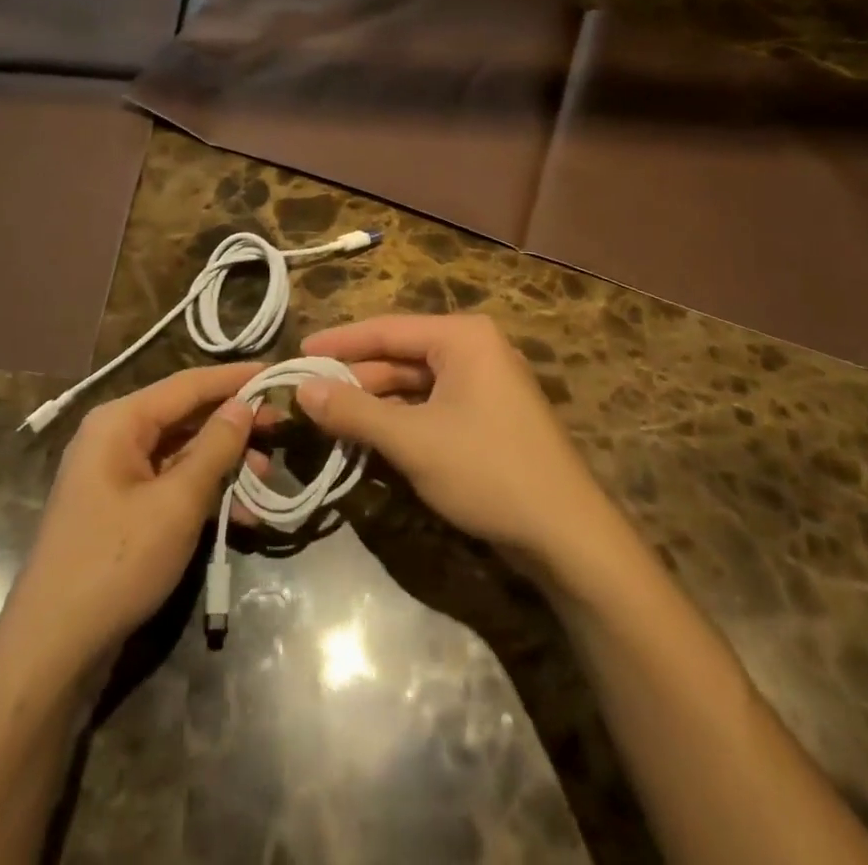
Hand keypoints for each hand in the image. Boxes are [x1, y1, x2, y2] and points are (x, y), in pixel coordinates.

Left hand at [4, 362, 265, 669]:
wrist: (53, 646)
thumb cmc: (117, 561)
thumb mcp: (177, 502)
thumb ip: (215, 448)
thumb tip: (244, 404)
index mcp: (120, 421)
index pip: (188, 384)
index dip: (234, 378)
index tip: (278, 371)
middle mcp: (115, 436)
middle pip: (185, 416)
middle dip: (234, 424)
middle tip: (282, 427)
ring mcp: (116, 474)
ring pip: (182, 452)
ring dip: (224, 463)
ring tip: (267, 475)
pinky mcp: (122, 507)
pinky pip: (170, 483)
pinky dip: (204, 492)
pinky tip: (241, 513)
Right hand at [296, 314, 613, 566]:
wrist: (568, 537)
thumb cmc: (488, 471)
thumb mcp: (412, 440)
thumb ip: (354, 411)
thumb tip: (301, 390)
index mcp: (462, 337)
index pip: (386, 330)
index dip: (339, 342)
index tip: (299, 353)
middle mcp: (475, 350)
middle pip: (399, 356)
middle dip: (355, 377)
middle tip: (308, 394)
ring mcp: (485, 384)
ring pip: (414, 385)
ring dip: (374, 402)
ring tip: (329, 417)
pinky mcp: (488, 417)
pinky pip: (432, 406)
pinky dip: (400, 420)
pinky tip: (369, 437)